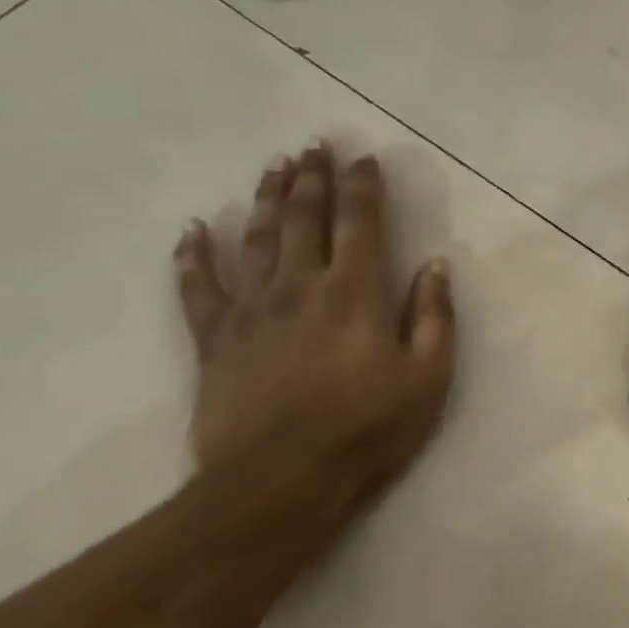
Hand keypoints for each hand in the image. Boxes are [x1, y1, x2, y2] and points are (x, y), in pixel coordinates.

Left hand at [174, 143, 453, 511]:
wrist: (278, 483)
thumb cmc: (367, 430)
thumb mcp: (427, 377)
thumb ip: (433, 316)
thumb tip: (436, 265)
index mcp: (355, 293)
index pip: (360, 223)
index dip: (363, 187)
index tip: (364, 158)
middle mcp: (300, 286)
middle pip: (304, 218)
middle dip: (312, 178)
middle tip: (314, 144)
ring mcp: (251, 310)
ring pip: (256, 239)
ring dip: (266, 199)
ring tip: (273, 167)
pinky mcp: (214, 340)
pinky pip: (199, 287)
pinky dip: (193, 256)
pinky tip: (192, 230)